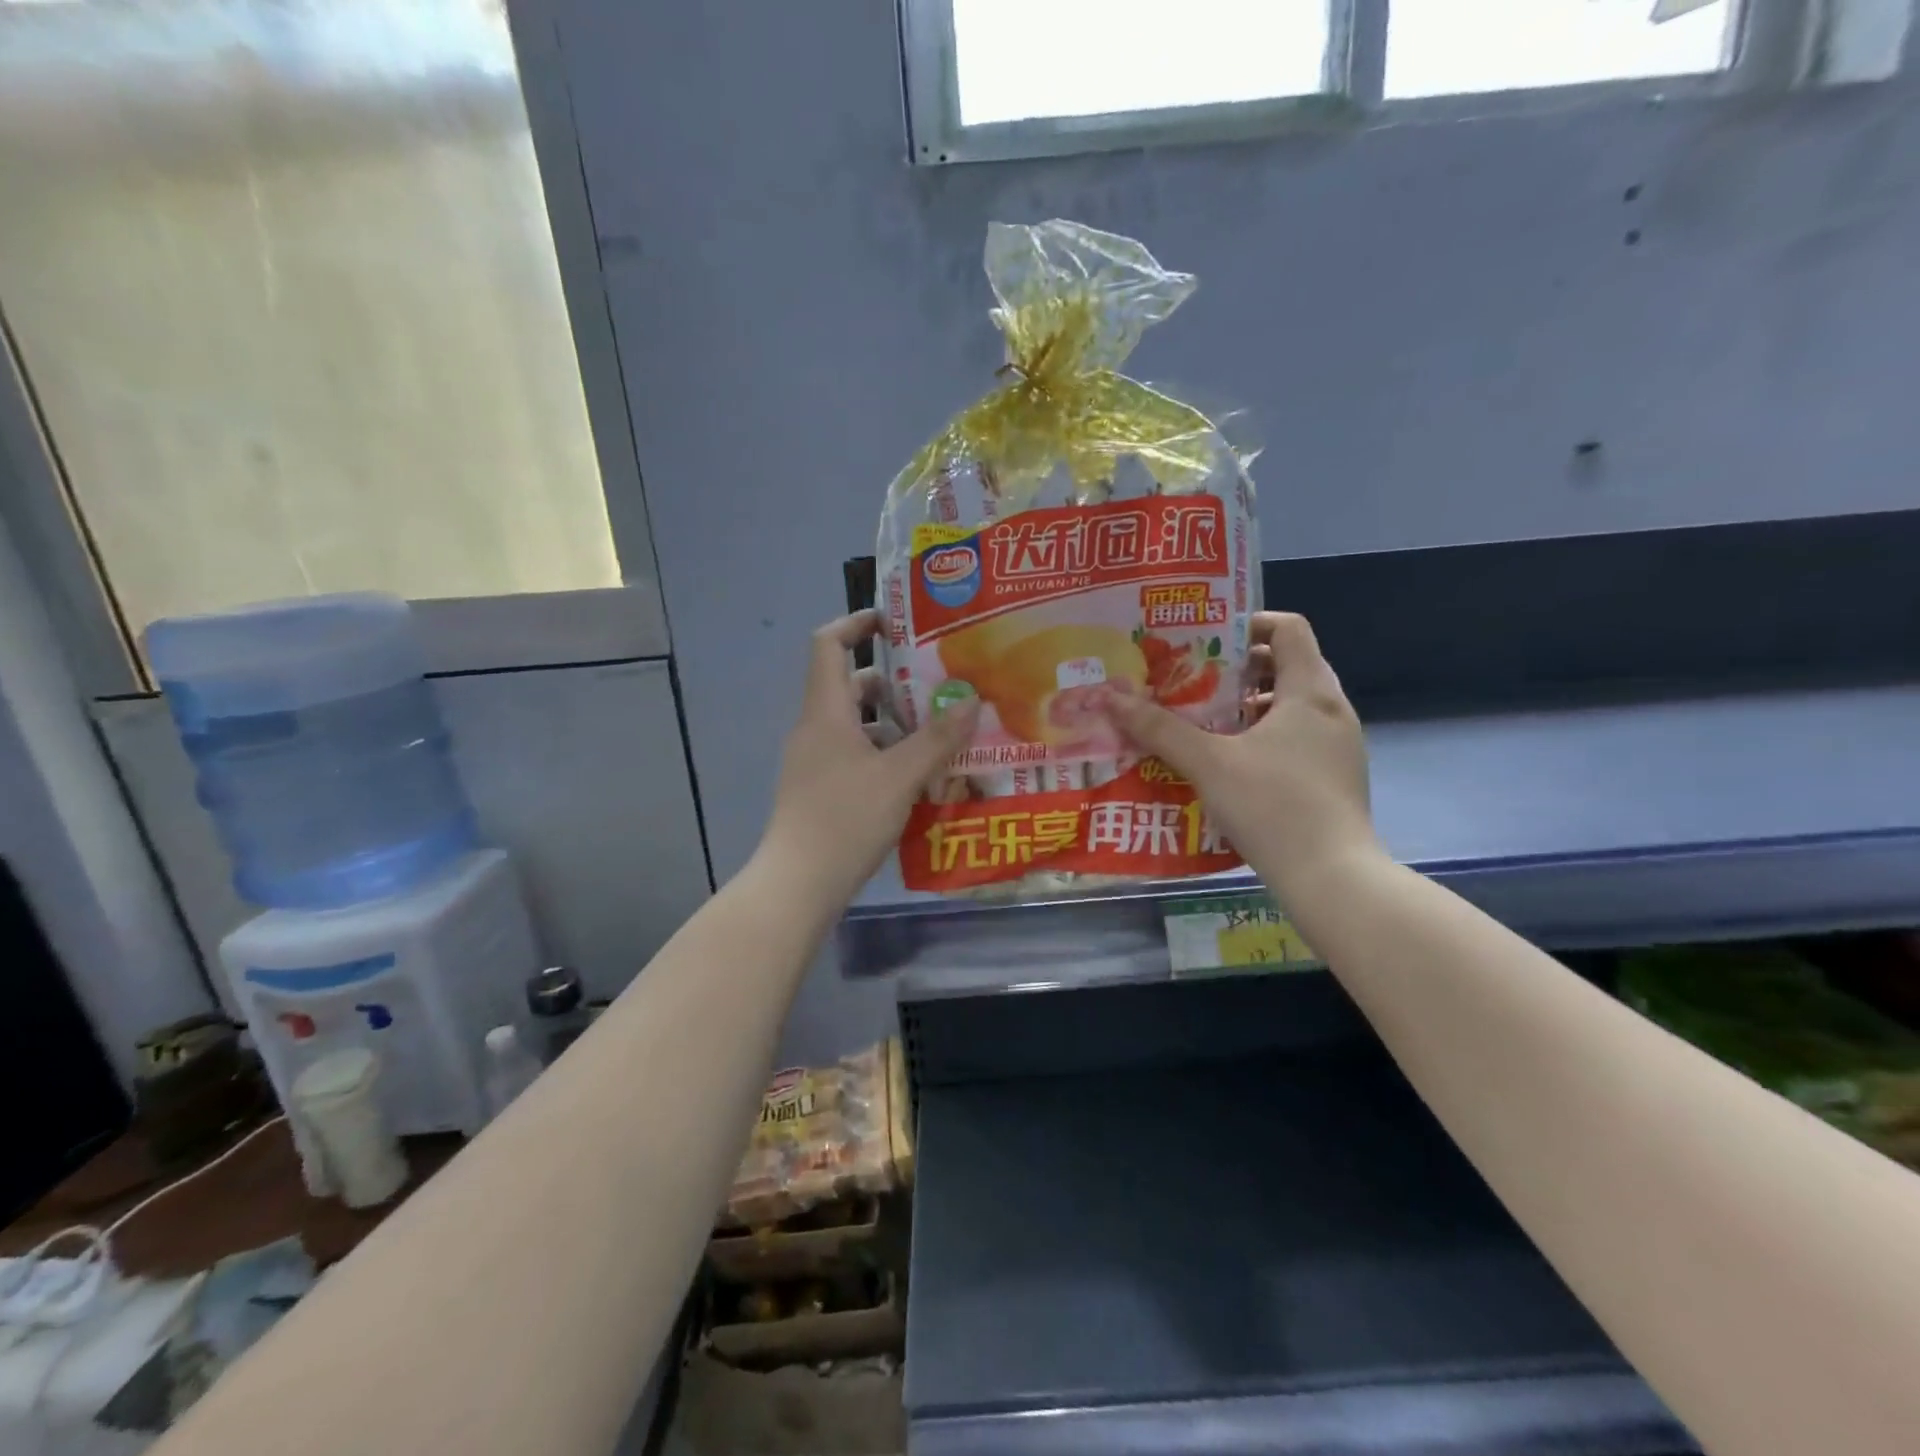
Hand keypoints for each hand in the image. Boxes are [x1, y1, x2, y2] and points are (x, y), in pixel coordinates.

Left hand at [755, 610, 979, 906]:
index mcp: (826, 712)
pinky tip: (920, 774)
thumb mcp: (900, 777)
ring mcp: (815, 760)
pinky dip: (885, 753)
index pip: (828, 644)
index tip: (896, 622)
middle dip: (895, 681)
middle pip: (851, 685)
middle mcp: (816, 728)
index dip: (857, 622)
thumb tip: (970, 701)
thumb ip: (937, 739)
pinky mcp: (821, 788)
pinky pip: (856, 754)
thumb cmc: (845, 820)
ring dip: (895, 722)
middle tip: (941, 683)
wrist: (798, 884)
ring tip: (941, 730)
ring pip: (857, 724)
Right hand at [1105, 612, 1378, 900]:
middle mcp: (1332, 710)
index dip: (1247, 623)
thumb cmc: (1272, 806)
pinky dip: (1264, 736)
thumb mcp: (1207, 763)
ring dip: (1248, 705)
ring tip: (1204, 721)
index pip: (1288, 628)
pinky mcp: (1335, 777)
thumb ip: (1159, 728)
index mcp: (1310, 692)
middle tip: (1192, 680)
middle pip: (1287, 665)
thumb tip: (1110, 696)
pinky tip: (1229, 763)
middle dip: (1238, 668)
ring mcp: (1339, 746)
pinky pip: (1297, 737)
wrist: (1332, 879)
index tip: (1205, 640)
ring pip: (1291, 706)